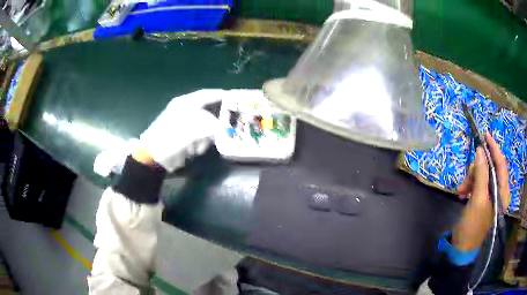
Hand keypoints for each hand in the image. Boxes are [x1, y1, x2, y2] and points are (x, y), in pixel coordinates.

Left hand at [138, 89, 223, 171]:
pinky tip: (195, 150)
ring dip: (206, 137)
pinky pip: (198, 137)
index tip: (234, 99)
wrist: (153, 156)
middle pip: (207, 112)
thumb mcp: (194, 130)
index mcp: (185, 103)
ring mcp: (183, 124)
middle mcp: (184, 111)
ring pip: (204, 127)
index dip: (220, 95)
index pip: (207, 95)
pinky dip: (199, 144)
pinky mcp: (182, 136)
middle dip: (215, 124)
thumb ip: (213, 127)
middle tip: (226, 130)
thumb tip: (225, 129)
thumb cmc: (171, 138)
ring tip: (201, 147)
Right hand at [452, 133, 509, 250]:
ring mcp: (491, 195)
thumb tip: (480, 150)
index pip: (501, 164)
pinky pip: (477, 183)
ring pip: (482, 175)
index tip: (485, 135)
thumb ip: (481, 174)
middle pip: (490, 169)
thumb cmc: (472, 226)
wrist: (461, 247)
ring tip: (462, 191)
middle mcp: (499, 192)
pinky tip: (463, 193)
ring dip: (471, 179)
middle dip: (477, 170)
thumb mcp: (477, 200)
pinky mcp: (483, 198)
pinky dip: (469, 185)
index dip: (494, 149)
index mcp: (503, 193)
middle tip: (466, 180)